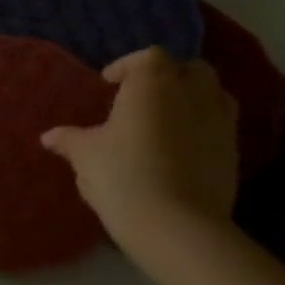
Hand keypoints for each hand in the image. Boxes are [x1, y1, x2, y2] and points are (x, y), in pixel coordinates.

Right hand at [41, 46, 239, 248]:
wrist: (176, 227)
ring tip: (165, 120)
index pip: (148, 57)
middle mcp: (192, 93)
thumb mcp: (85, 156)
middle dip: (167, 77)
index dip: (127, 67)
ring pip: (213, 94)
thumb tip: (49, 137)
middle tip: (140, 99)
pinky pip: (220, 125)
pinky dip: (203, 127)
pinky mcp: (235, 153)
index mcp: (153, 84)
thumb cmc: (122, 176)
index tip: (109, 85)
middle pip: (189, 69)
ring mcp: (220, 122)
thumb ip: (69, 140)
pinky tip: (180, 149)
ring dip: (191, 98)